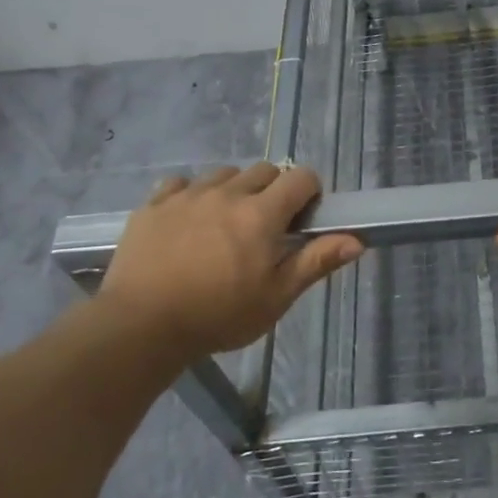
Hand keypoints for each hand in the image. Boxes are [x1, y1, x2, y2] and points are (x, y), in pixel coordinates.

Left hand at [96, 164, 361, 358]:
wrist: (140, 327)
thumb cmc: (218, 316)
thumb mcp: (275, 297)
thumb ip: (316, 262)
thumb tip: (357, 240)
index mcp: (262, 214)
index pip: (300, 177)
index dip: (309, 192)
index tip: (302, 219)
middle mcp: (227, 193)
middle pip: (264, 170)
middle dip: (273, 191)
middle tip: (265, 228)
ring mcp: (187, 195)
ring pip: (223, 174)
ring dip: (233, 190)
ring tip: (224, 224)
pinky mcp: (153, 204)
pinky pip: (180, 183)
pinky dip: (191, 195)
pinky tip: (187, 222)